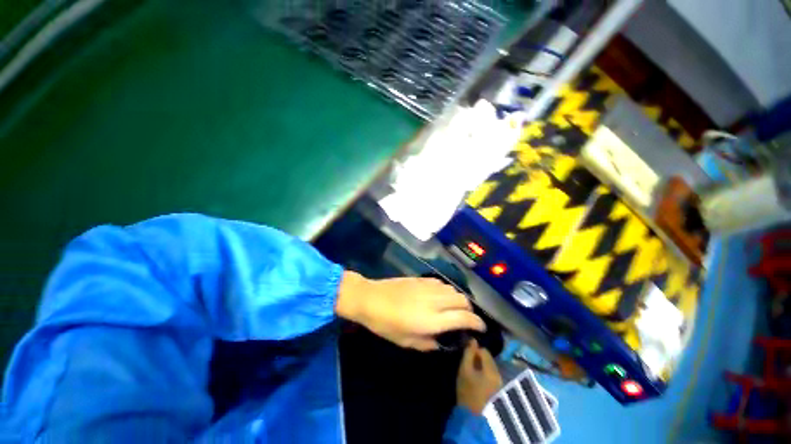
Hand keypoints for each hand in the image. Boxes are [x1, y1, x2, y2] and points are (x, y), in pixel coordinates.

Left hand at [335, 271, 485, 350]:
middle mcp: (435, 300)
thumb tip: (442, 341)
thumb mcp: (406, 342)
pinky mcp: (421, 279)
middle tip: (466, 319)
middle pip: (463, 300)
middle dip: (470, 310)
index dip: (477, 323)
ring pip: (454, 290)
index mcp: (432, 319)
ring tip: (454, 308)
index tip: (481, 329)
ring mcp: (428, 287)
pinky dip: (447, 291)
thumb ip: (429, 343)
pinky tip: (440, 296)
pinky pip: (442, 283)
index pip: (464, 318)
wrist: (371, 298)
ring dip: (459, 300)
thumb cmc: (386, 324)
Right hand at [456, 339, 501, 413]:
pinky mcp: (499, 391)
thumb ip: (469, 353)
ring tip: (472, 372)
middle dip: (479, 359)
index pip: (484, 351)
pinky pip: (492, 376)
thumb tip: (473, 340)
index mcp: (491, 369)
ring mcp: (500, 384)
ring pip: (490, 368)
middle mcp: (499, 374)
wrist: (473, 418)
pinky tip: (478, 381)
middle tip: (468, 363)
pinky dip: (485, 375)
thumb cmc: (467, 392)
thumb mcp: (464, 370)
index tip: (466, 355)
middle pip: (489, 359)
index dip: (474, 350)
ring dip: (482, 367)